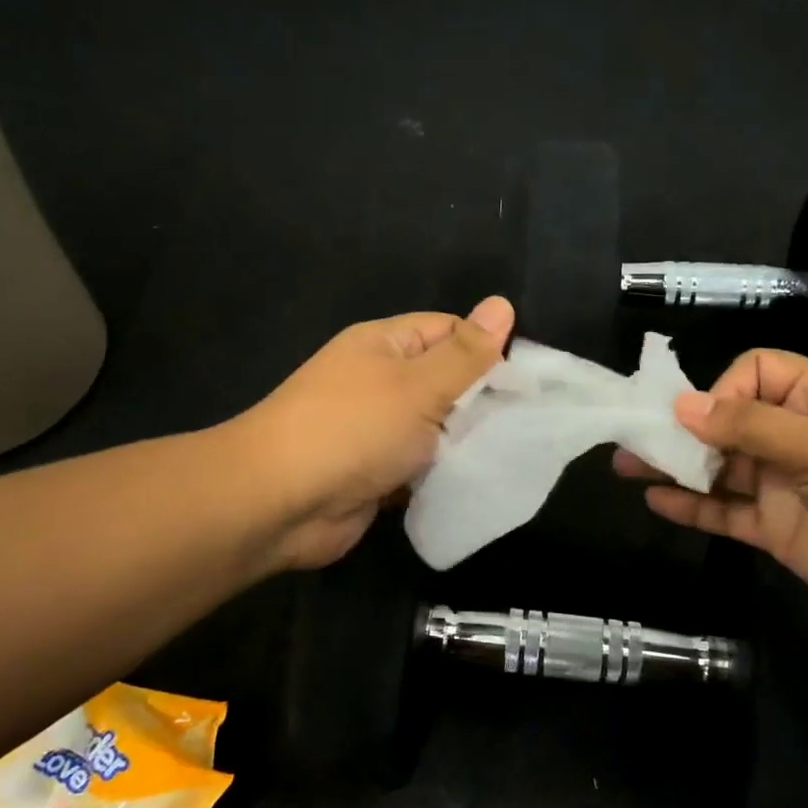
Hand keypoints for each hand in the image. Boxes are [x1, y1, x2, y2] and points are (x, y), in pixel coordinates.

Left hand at [240, 297, 514, 569]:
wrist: (278, 504)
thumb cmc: (352, 430)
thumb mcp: (418, 385)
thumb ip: (465, 353)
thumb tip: (501, 304)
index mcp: (384, 345)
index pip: (450, 331)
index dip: (489, 349)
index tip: (529, 380)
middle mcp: (380, 381)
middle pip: (446, 381)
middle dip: (482, 401)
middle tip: (529, 421)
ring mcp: (376, 429)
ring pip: (436, 427)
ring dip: (465, 441)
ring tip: (512, 451)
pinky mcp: (376, 472)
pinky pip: (422, 464)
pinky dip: (444, 472)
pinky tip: (477, 480)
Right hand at [614, 350, 807, 637]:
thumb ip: (752, 427)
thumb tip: (682, 406)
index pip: (754, 373)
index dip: (722, 390)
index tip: (700, 421)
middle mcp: (796, 437)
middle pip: (728, 421)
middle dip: (682, 428)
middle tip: (630, 438)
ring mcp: (785, 486)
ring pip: (720, 468)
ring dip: (676, 465)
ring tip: (626, 466)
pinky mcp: (777, 530)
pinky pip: (726, 512)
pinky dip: (692, 506)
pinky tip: (656, 500)